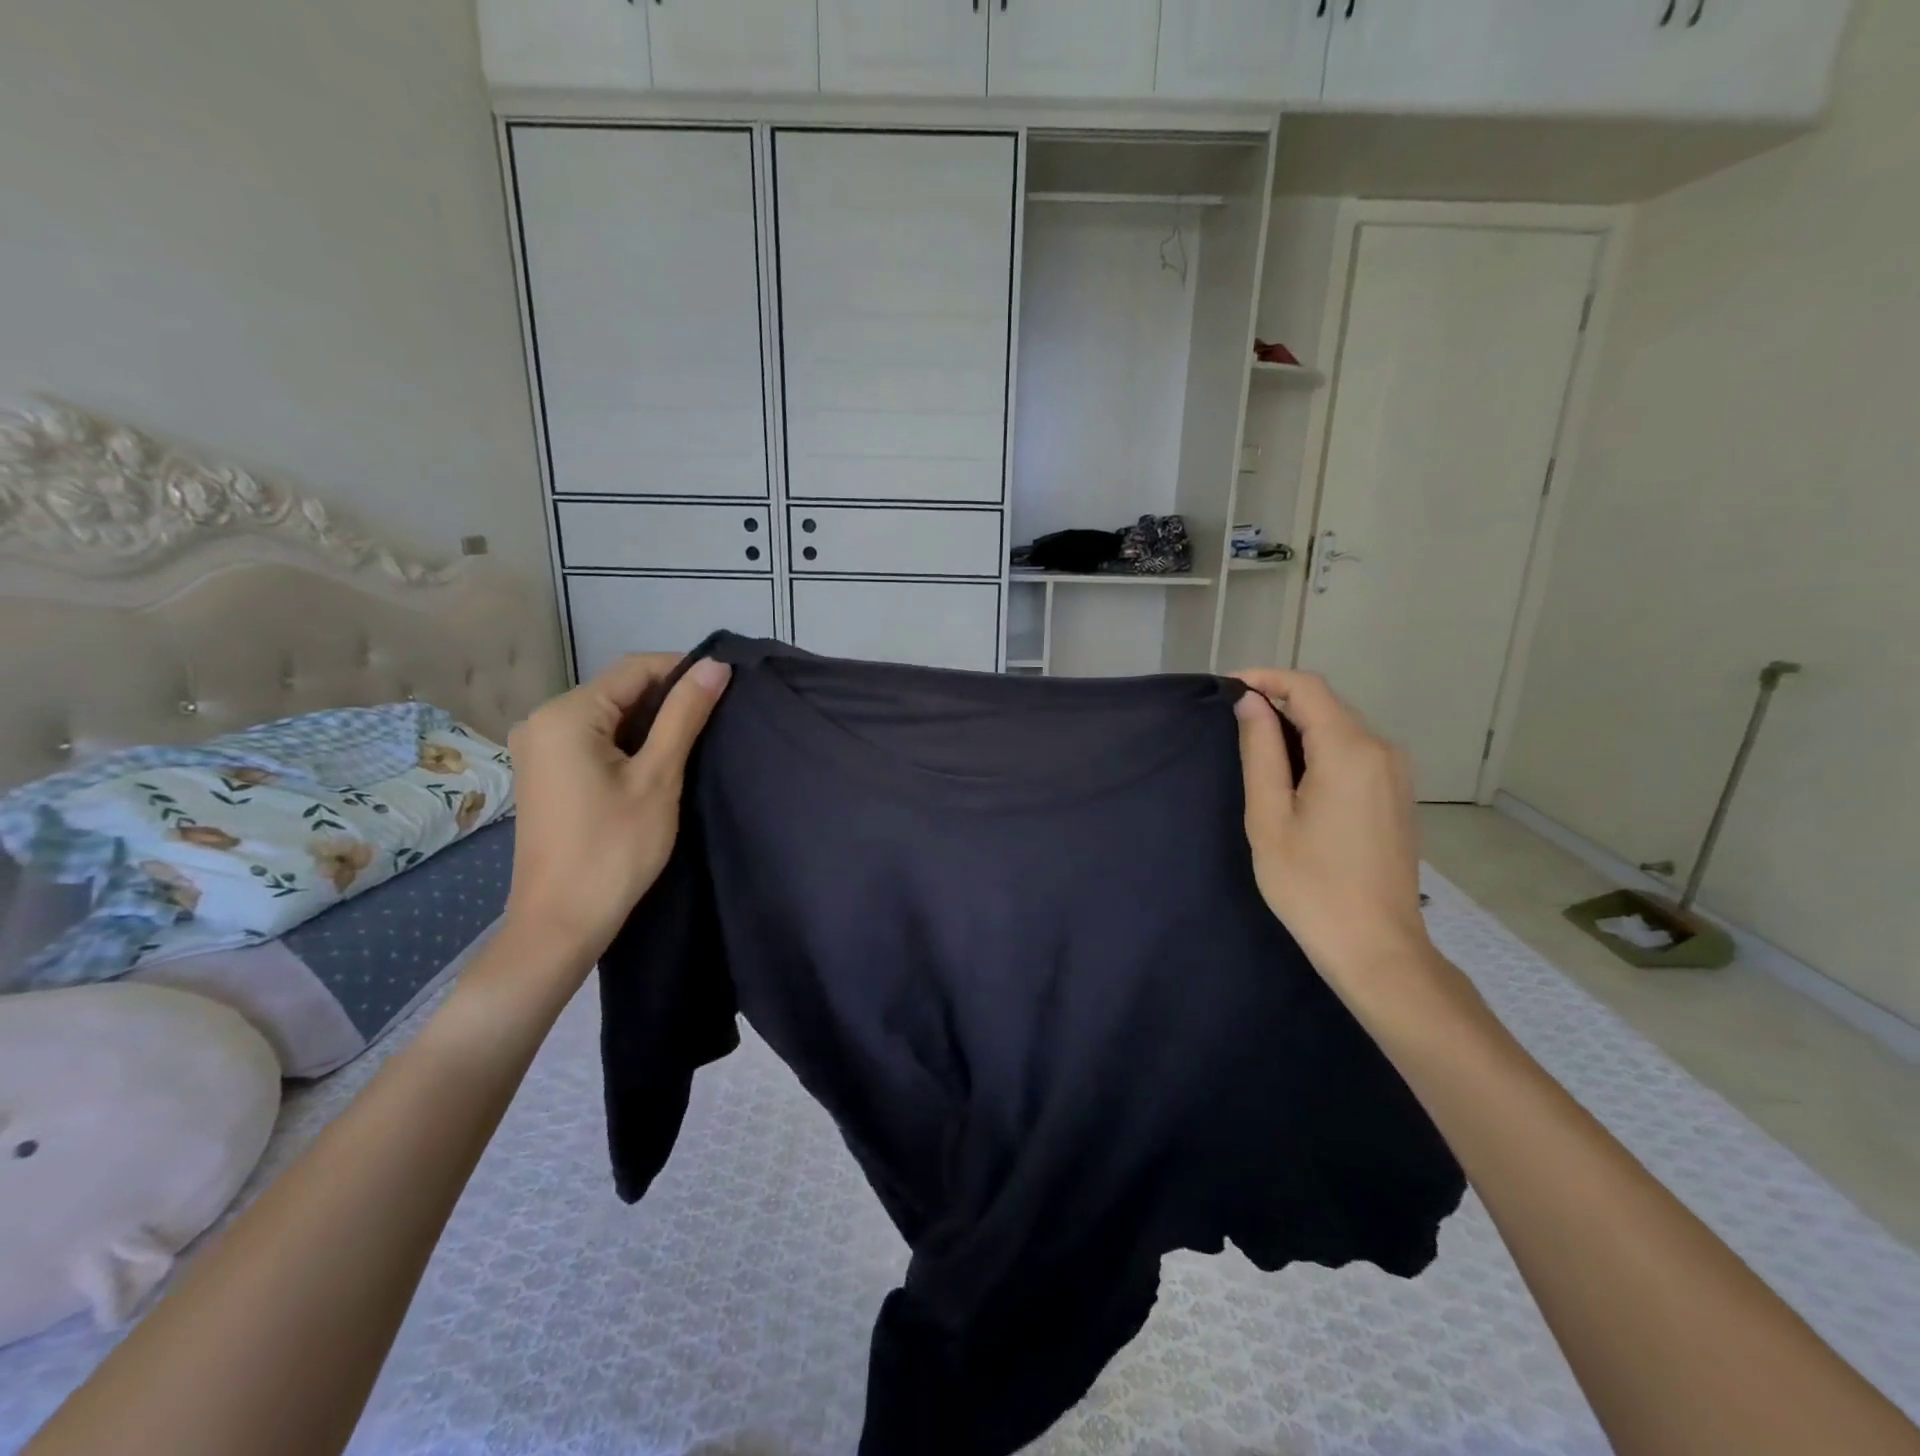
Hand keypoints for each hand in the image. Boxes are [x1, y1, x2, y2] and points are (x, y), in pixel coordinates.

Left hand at [502, 653, 730, 965]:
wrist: (561, 923)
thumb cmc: (614, 849)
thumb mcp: (658, 777)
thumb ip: (685, 716)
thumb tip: (715, 665)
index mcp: (566, 714)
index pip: (635, 669)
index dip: (684, 671)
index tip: (726, 687)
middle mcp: (542, 720)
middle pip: (619, 690)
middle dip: (668, 699)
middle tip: (716, 721)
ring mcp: (538, 748)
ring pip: (609, 716)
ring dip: (651, 723)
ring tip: (694, 742)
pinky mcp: (545, 772)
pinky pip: (593, 740)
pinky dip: (628, 743)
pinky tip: (657, 763)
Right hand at [1231, 668, 1433, 1001]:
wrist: (1375, 946)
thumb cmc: (1310, 884)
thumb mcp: (1269, 816)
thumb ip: (1261, 751)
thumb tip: (1251, 702)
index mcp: (1350, 750)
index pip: (1307, 687)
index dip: (1265, 678)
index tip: (1227, 689)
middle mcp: (1382, 750)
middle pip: (1326, 704)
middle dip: (1279, 700)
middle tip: (1232, 720)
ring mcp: (1396, 773)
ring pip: (1341, 726)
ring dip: (1299, 725)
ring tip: (1255, 745)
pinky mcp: (1397, 794)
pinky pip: (1355, 751)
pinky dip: (1320, 746)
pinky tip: (1293, 773)